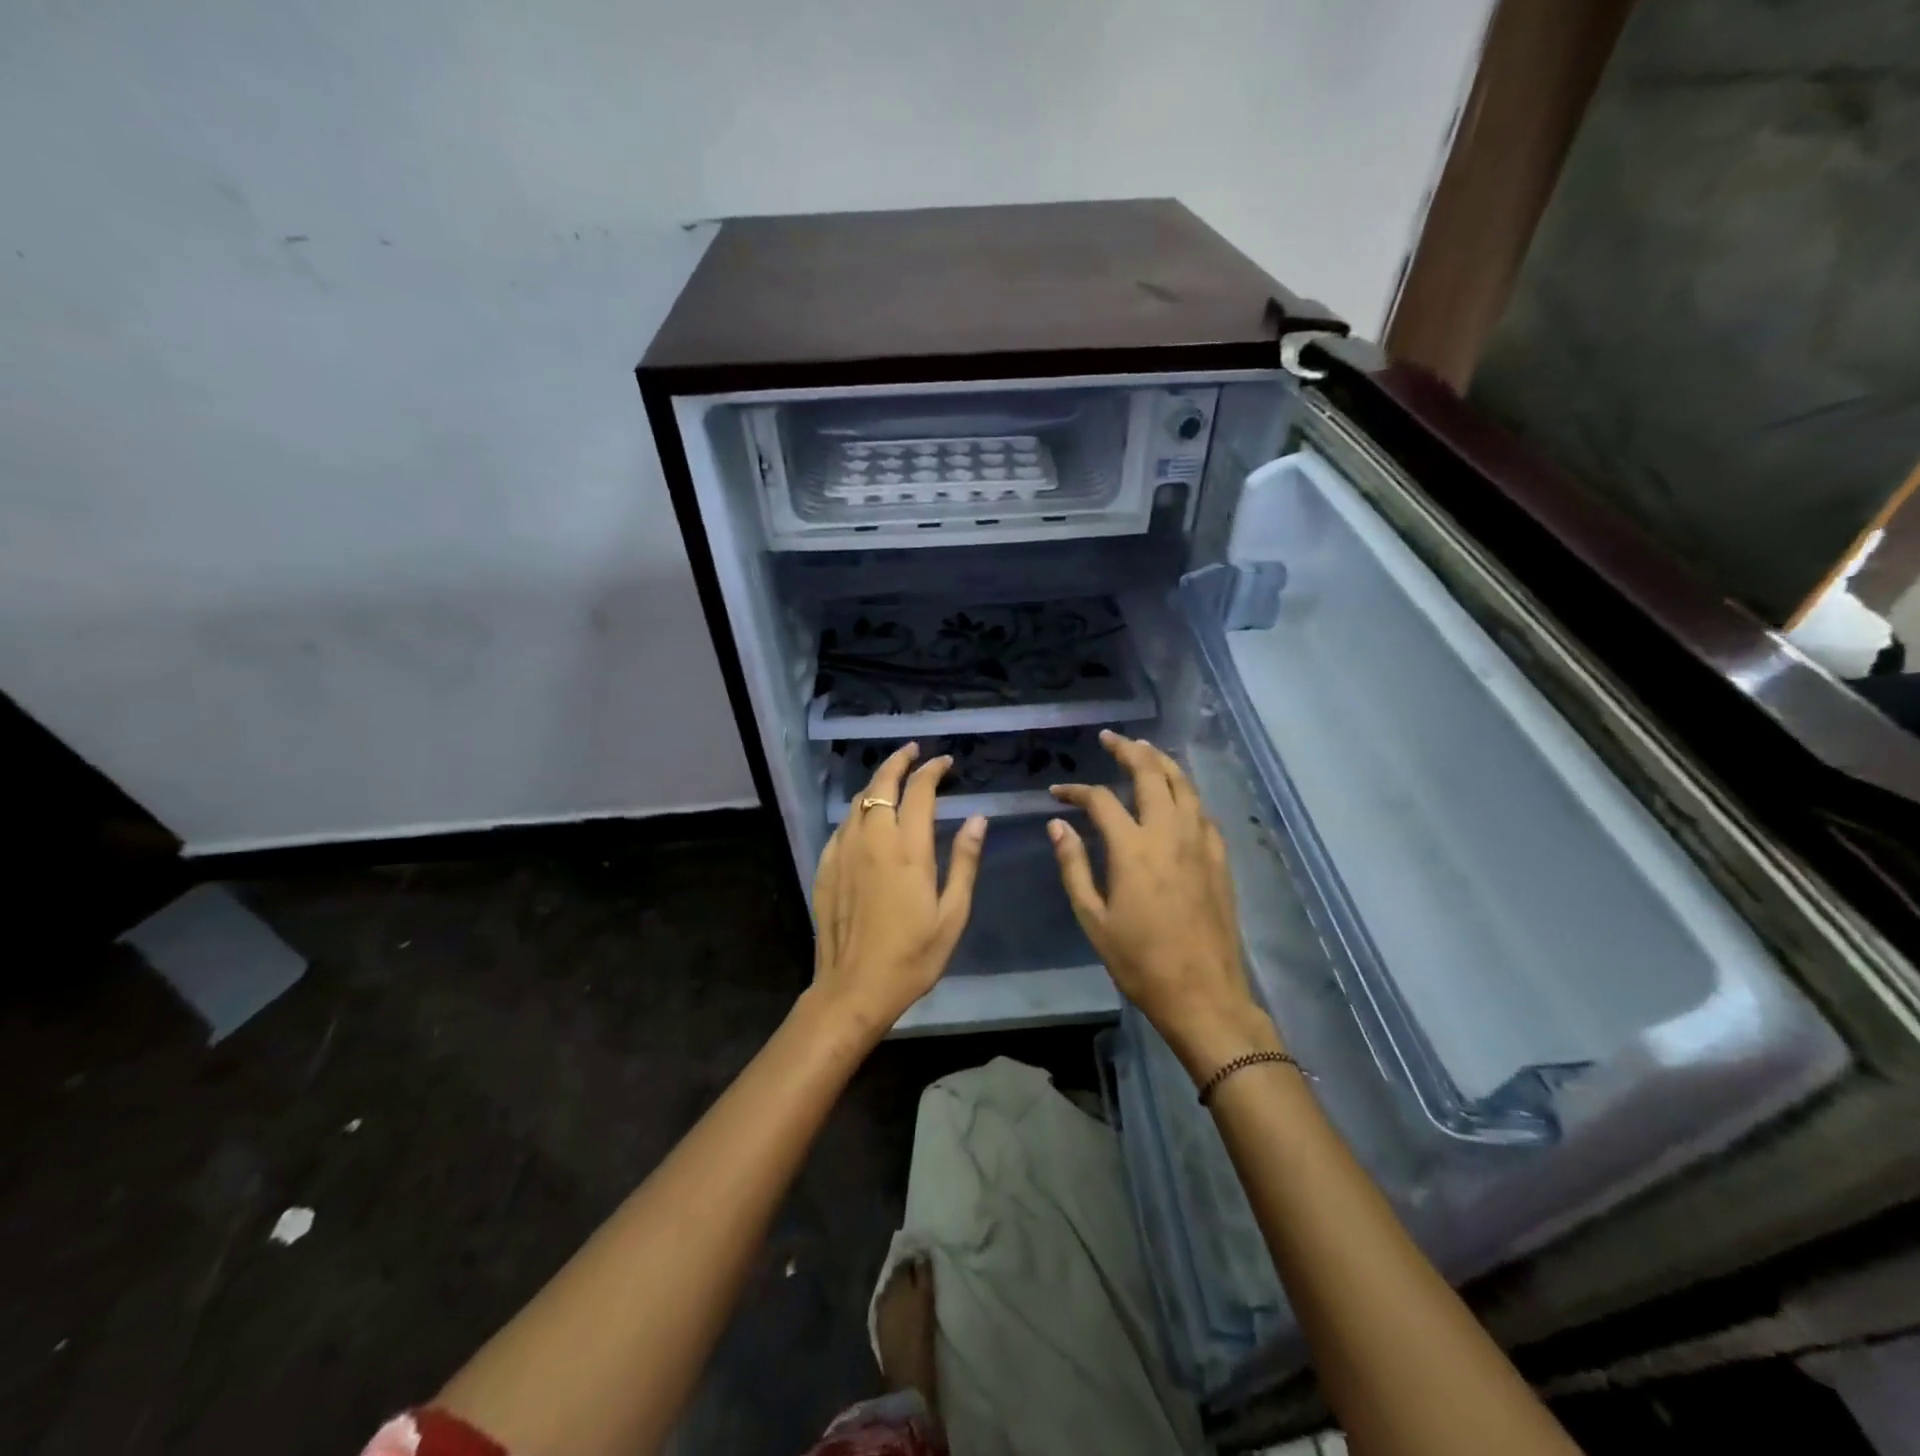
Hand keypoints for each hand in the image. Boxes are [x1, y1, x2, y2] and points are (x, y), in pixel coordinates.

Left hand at [810, 743, 986, 1034]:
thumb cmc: (912, 956)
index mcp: (907, 849)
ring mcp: (843, 852)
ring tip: (892, 779)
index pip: (919, 791)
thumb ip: (963, 861)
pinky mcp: (826, 868)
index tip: (945, 762)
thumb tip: (977, 819)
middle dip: (899, 761)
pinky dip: (858, 811)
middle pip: (881, 784)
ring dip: (877, 783)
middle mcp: (872, 840)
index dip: (932, 770)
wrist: (853, 988)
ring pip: (858, 802)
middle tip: (914, 752)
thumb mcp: (952, 914)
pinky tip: (866, 820)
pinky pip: (842, 826)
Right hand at [1049, 730, 1280, 1082]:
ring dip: (1162, 762)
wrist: (1202, 994)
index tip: (1057, 793)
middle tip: (1110, 738)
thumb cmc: (1139, 961)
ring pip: (1184, 785)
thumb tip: (1058, 825)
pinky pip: (1202, 811)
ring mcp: (1200, 843)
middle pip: (1151, 774)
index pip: (1101, 800)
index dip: (1076, 791)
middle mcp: (1170, 833)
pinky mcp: (1220, 859)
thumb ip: (1074, 866)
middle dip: (1128, 750)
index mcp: (1133, 848)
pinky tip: (1177, 797)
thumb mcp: (1093, 918)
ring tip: (1145, 749)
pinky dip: (1186, 793)